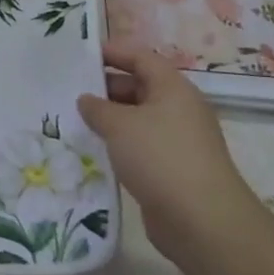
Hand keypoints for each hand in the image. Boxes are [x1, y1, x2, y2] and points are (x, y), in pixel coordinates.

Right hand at [77, 42, 259, 263]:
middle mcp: (179, 109)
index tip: (81, 57)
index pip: (140, 57)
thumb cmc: (160, 157)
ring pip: (138, 119)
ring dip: (110, 119)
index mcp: (172, 88)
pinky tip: (95, 151)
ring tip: (76, 122)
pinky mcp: (174, 169)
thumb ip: (97, 107)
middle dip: (105, 88)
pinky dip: (120, 145)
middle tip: (70, 92)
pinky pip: (141, 146)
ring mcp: (179, 140)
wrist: (202, 222)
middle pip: (139, 86)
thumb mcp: (119, 125)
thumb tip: (86, 100)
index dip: (112, 52)